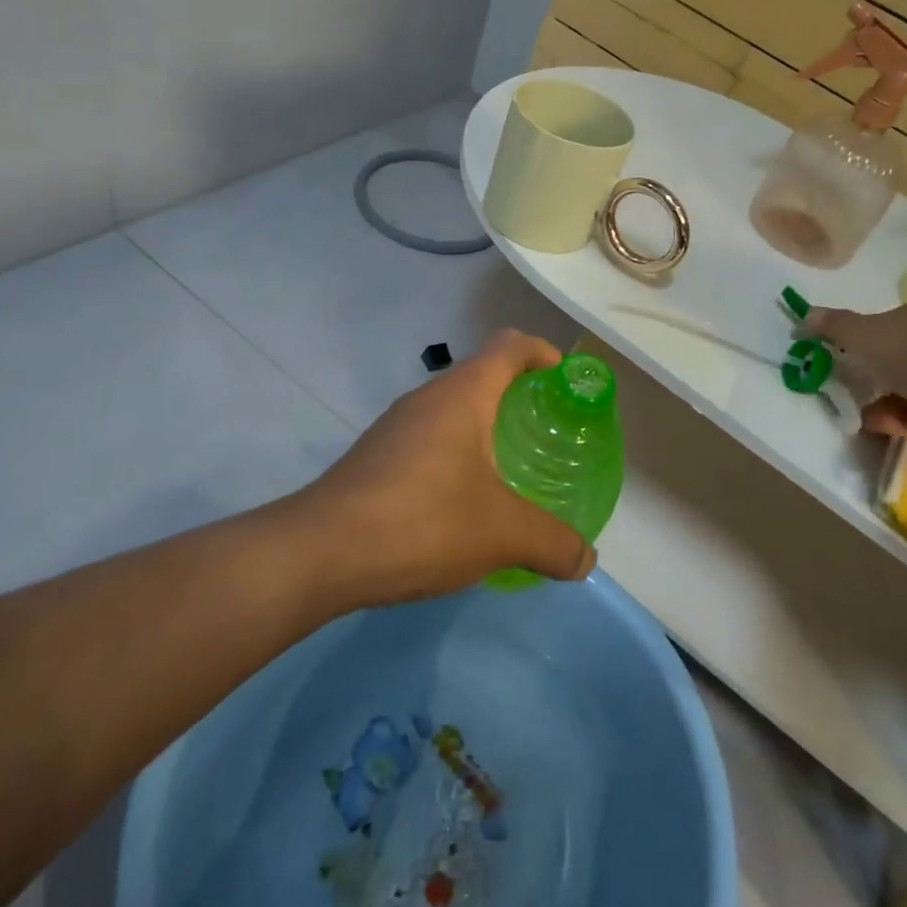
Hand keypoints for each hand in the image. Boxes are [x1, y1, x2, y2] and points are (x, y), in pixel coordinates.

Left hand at [302, 330, 598, 606]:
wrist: (320, 552)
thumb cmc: (423, 521)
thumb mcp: (502, 534)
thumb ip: (553, 544)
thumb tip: (587, 560)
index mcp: (463, 395)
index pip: (511, 345)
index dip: (544, 353)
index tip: (566, 380)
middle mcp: (428, 398)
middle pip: (483, 375)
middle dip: (520, 396)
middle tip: (548, 433)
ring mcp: (396, 426)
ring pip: (453, 409)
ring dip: (486, 428)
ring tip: (512, 470)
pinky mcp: (375, 456)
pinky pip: (429, 438)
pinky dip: (457, 454)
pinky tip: (464, 502)